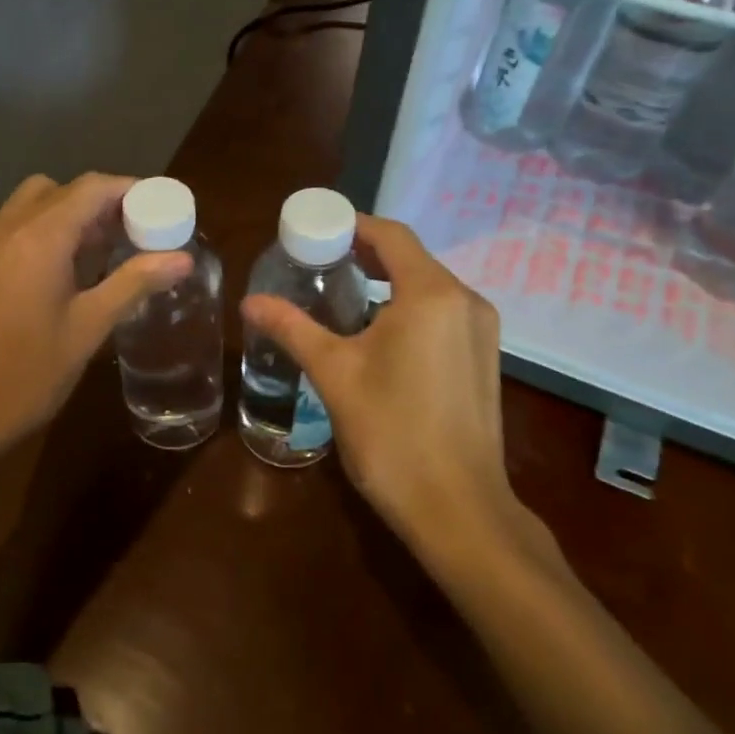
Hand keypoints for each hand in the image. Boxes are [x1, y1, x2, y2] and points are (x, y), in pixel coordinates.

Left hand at [0, 172, 191, 474]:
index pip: (91, 188)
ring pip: (33, 206)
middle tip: (134, 233)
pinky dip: (45, 232)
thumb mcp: (88, 330)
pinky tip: (65, 274)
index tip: (160, 208)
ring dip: (70, 215)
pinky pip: (15, 229)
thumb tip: (183, 258)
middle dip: (101, 202)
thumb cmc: (25, 376)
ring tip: (104, 253)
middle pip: (61, 191)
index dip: (129, 190)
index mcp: (39, 238)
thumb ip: (134, 284)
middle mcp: (7, 229)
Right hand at [242, 215, 538, 574]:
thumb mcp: (334, 374)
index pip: (391, 235)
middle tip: (318, 261)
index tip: (314, 230)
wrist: (458, 508)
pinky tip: (377, 333)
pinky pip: (442, 313)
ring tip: (341, 294)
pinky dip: (408, 307)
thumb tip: (250, 301)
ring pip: (428, 286)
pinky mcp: (485, 359)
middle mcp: (466, 301)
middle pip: (411, 258)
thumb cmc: (392, 434)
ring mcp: (482, 331)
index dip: (352, 225)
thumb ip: (292, 329)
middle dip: (365, 253)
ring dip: (387, 282)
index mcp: (431, 294)